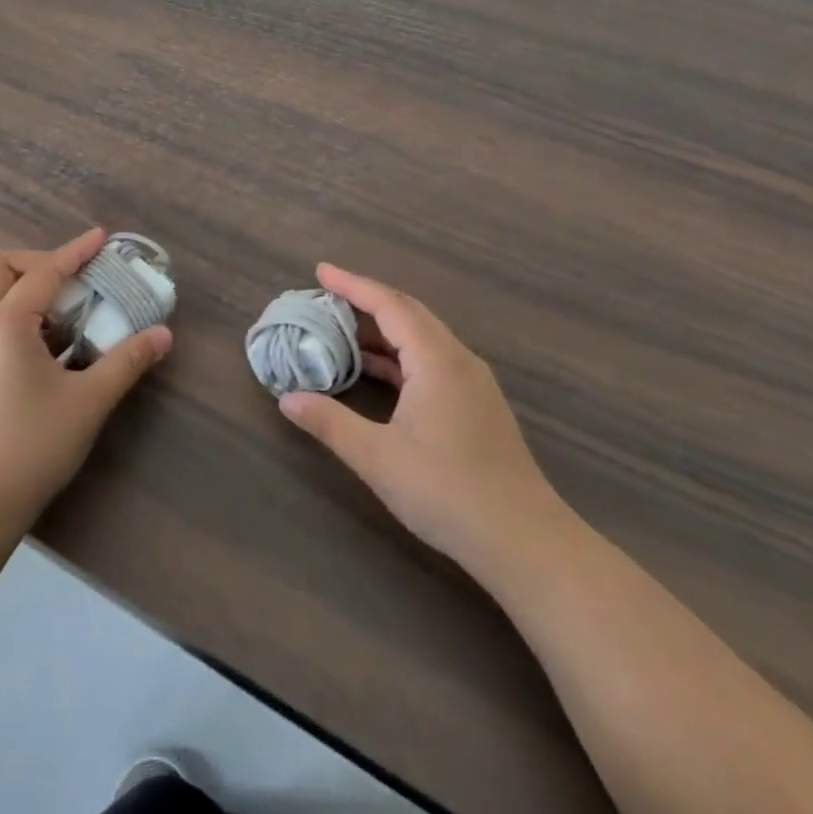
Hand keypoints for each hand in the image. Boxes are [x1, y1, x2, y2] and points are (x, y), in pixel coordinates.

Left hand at [0, 229, 171, 537]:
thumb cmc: (31, 448)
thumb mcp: (88, 402)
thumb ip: (126, 362)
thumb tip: (163, 334)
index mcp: (4, 324)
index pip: (44, 272)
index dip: (75, 251)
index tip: (101, 237)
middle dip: (37, 262)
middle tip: (73, 281)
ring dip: (23, 289)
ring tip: (63, 316)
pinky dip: (13, 315)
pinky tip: (42, 348)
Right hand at [278, 264, 562, 564]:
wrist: (525, 543)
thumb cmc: (447, 492)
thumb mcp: (377, 458)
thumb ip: (330, 422)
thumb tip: (287, 398)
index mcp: (437, 360)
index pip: (390, 305)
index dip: (352, 285)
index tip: (320, 271)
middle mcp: (458, 360)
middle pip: (409, 313)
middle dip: (366, 300)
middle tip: (326, 296)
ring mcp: (472, 384)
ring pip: (422, 338)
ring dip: (383, 329)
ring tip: (341, 330)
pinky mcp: (477, 406)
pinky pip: (431, 361)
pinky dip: (399, 356)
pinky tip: (376, 372)